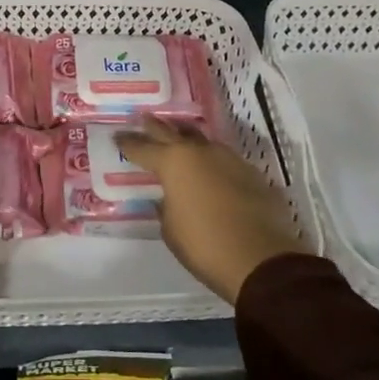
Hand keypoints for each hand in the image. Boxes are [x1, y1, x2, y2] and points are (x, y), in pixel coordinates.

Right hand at [115, 117, 311, 303]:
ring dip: (187, 139)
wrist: (261, 260)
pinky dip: (211, 161)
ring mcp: (229, 160)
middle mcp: (200, 153)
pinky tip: (209, 169)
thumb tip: (168, 199)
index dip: (127, 143)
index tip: (117, 137)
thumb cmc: (204, 245)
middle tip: (142, 119)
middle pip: (171, 132)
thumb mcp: (170, 229)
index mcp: (173, 163)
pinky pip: (223, 159)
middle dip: (154, 127)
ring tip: (178, 139)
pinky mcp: (251, 173)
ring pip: (201, 141)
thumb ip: (166, 207)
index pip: (142, 148)